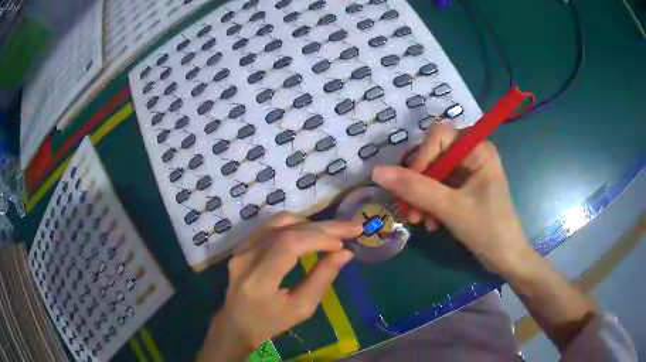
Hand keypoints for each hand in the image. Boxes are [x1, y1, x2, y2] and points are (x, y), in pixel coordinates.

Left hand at [199, 212, 360, 361]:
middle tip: (351, 227)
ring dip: (310, 223)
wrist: (237, 322)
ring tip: (333, 232)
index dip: (318, 239)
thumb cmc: (271, 322)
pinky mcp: (242, 244)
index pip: (288, 245)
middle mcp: (246, 258)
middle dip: (323, 227)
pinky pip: (271, 225)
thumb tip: (345, 253)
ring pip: (279, 222)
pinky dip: (296, 224)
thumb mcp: (301, 309)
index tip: (343, 243)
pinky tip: (311, 232)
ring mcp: (241, 248)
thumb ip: (322, 279)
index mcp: (259, 280)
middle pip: (286, 229)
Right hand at [372, 124, 533, 274]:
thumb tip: (377, 171)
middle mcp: (473, 155)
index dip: (421, 157)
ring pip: (433, 174)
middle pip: (434, 156)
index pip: (439, 136)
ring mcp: (469, 172)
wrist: (506, 257)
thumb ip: (415, 188)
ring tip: (420, 221)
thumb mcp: (450, 208)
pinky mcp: (464, 189)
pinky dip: (430, 204)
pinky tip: (431, 223)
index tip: (410, 186)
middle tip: (410, 210)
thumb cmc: (487, 229)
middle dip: (419, 184)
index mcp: (478, 149)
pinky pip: (439, 188)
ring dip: (422, 198)